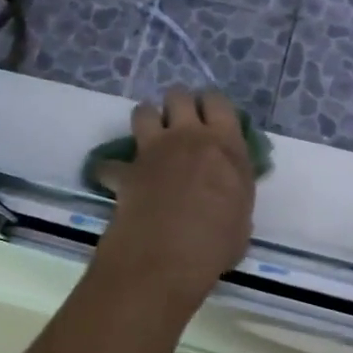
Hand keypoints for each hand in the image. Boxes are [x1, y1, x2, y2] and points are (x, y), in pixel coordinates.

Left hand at [92, 88, 256, 307]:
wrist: (168, 256)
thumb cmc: (217, 241)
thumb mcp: (242, 214)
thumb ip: (234, 190)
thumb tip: (227, 191)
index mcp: (225, 144)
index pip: (218, 102)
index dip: (211, 105)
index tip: (210, 117)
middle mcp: (188, 136)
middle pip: (178, 96)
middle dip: (177, 104)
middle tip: (180, 123)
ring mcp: (154, 149)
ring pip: (144, 110)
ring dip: (147, 120)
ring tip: (150, 137)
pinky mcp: (127, 169)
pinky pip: (111, 163)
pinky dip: (111, 170)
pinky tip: (116, 180)